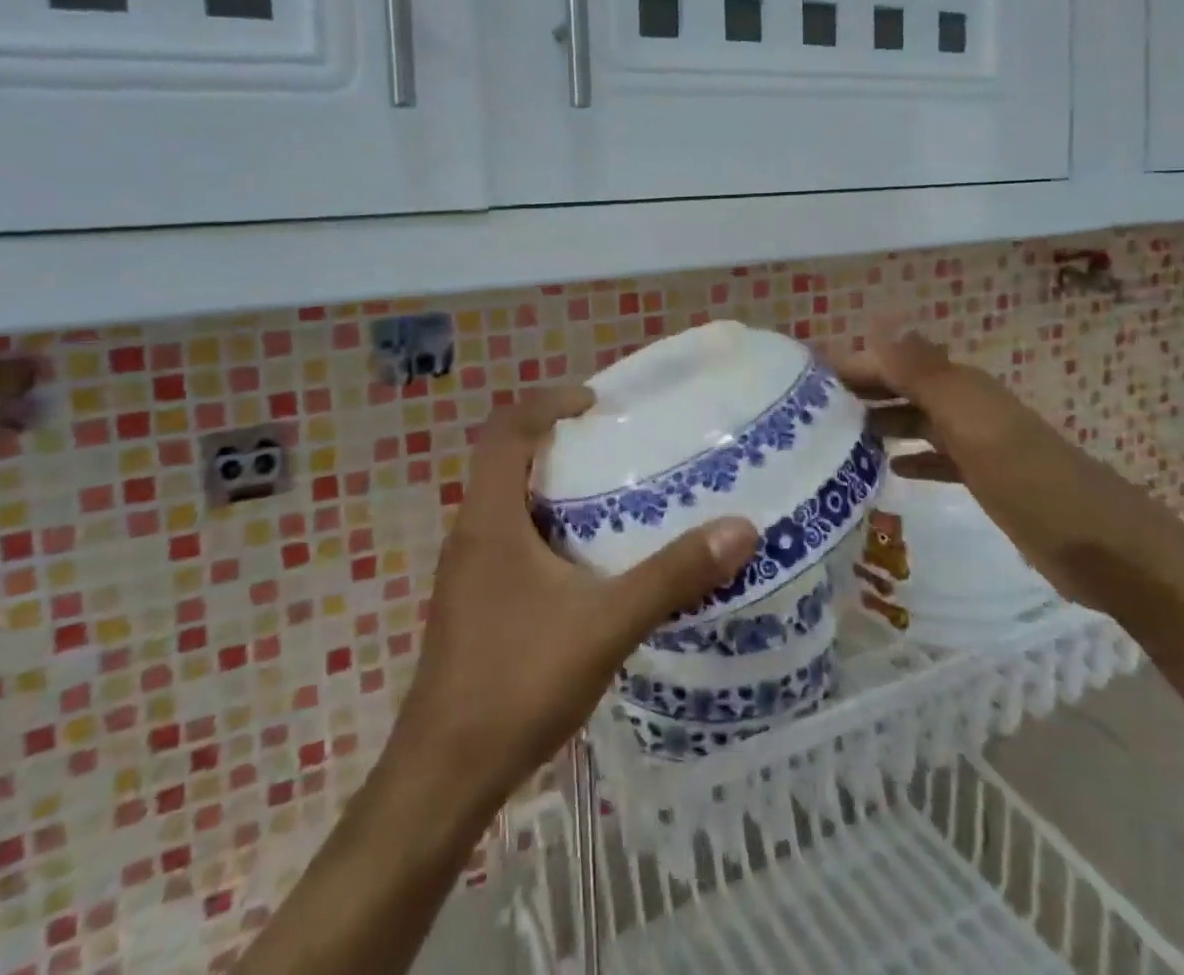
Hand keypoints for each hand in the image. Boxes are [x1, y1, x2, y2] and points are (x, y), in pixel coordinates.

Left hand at [387, 386, 758, 820]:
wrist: (443, 779)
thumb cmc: (516, 683)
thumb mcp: (605, 624)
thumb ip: (671, 577)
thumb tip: (740, 529)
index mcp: (490, 520)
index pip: (506, 431)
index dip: (547, 402)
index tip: (596, 402)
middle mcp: (471, 535)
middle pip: (507, 462)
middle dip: (558, 443)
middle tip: (616, 445)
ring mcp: (467, 573)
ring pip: (509, 505)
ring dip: (554, 489)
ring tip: (613, 497)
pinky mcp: (473, 605)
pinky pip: (511, 542)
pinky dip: (548, 531)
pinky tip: (589, 567)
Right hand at [827, 330, 1047, 484]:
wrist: (1102, 546)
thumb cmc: (1028, 480)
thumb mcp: (972, 424)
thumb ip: (923, 375)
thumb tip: (876, 326)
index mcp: (961, 387)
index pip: (895, 362)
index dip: (856, 365)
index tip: (808, 379)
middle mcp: (967, 406)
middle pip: (904, 387)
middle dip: (863, 391)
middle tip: (811, 411)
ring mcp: (978, 443)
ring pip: (918, 420)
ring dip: (882, 421)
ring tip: (838, 438)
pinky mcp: (987, 478)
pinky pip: (938, 457)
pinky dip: (914, 457)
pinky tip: (891, 469)